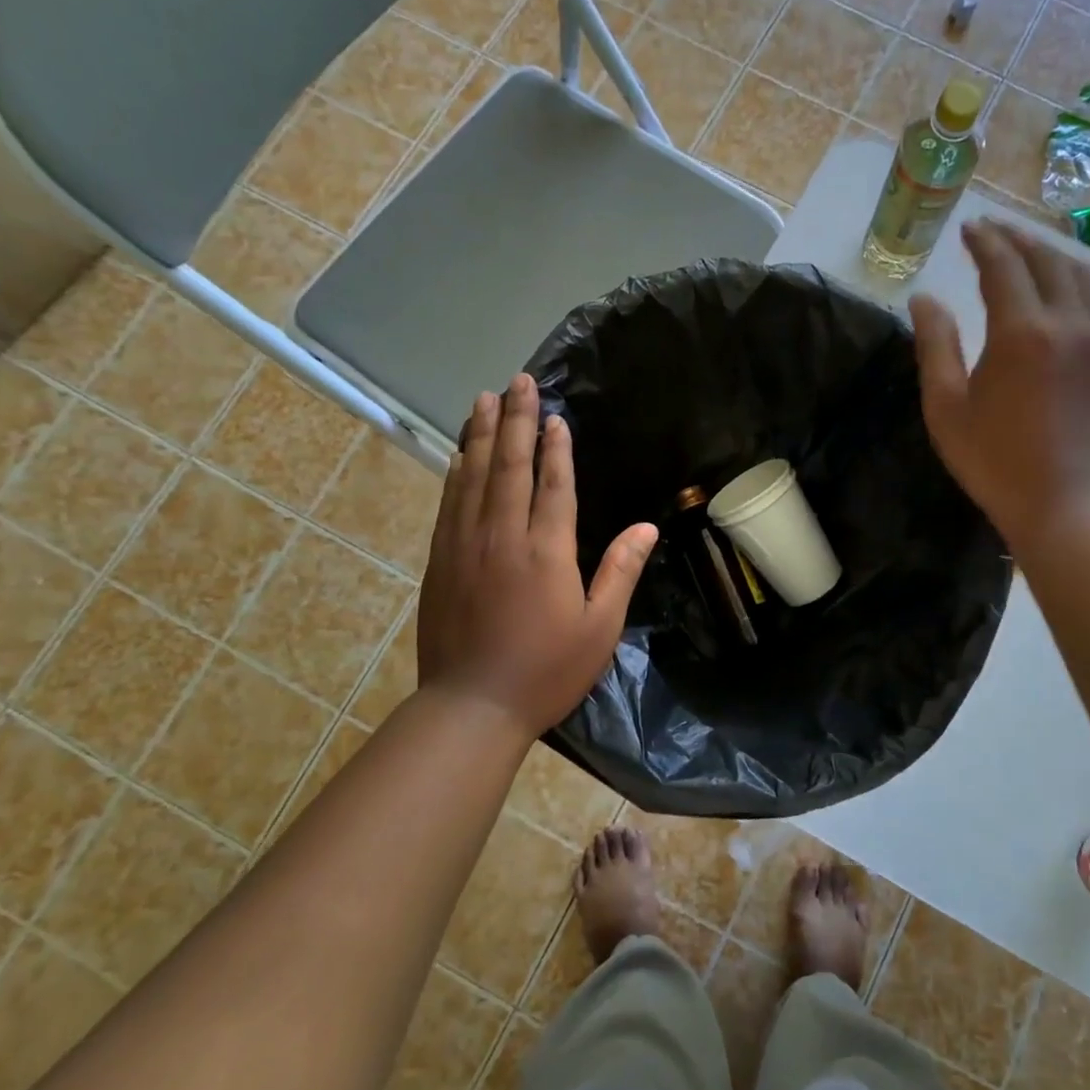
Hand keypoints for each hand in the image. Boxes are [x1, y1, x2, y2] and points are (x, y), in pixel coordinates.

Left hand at [414, 374, 656, 736]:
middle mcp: (502, 536)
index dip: (555, 447)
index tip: (554, 415)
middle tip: (517, 381)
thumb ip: (621, 571)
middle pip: (509, 466)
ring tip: (484, 399)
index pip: (553, 484)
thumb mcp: (599, 628)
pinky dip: (457, 472)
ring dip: (480, 434)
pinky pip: (450, 503)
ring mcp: (465, 546)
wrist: (471, 708)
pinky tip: (459, 454)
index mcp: (545, 551)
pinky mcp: (441, 561)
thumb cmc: (545, 671)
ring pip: (473, 476)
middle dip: (514, 420)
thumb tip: (648, 526)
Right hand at [911, 217, 1089, 549]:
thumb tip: (925, 298)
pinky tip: (1050, 289)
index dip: (984, 242)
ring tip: (1021, 249)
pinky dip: (1067, 279)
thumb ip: (935, 345)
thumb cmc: (994, 460)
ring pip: (1077, 275)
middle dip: (1016, 238)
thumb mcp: (946, 406)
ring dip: (1046, 253)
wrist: (1065, 503)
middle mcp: (1066, 323)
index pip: (1004, 266)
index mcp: (1022, 332)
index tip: (967, 228)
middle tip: (989, 231)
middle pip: (1045, 259)